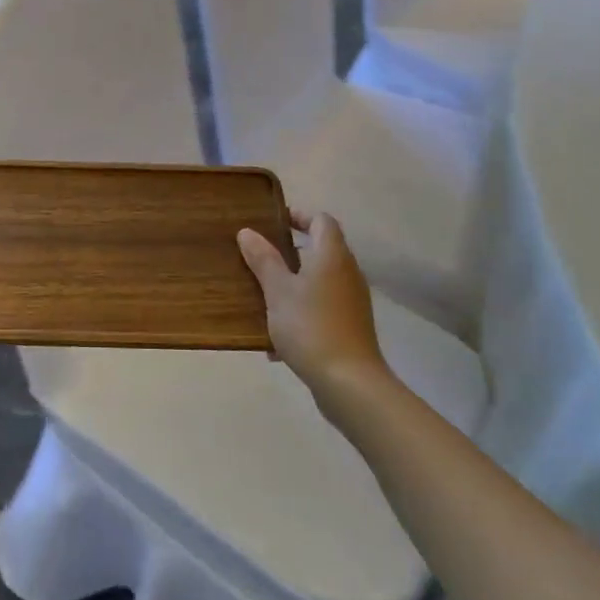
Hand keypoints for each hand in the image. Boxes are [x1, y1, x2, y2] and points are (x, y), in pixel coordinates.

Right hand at [238, 211, 387, 393]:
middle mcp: (348, 272)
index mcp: (332, 255)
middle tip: (260, 258)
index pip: (321, 220)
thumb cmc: (310, 327)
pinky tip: (276, 342)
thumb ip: (263, 260)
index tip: (273, 222)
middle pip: (321, 250)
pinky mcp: (351, 327)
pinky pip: (322, 308)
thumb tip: (247, 232)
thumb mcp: (278, 291)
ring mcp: (352, 301)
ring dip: (294, 285)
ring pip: (319, 282)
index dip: (299, 216)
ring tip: (263, 298)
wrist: (349, 383)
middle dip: (290, 252)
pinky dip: (301, 312)